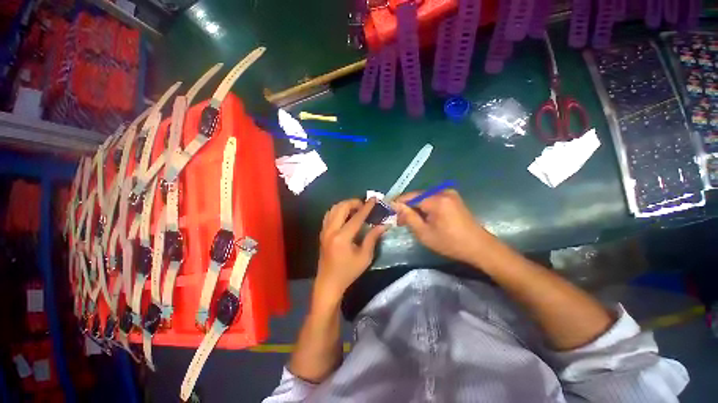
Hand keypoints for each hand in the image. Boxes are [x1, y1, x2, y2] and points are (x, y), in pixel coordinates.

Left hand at [315, 198, 386, 305]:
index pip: (356, 217)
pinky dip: (338, 210)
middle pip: (341, 207)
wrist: (328, 283)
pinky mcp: (322, 232)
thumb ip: (372, 238)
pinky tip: (345, 215)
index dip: (366, 207)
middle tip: (364, 205)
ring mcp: (324, 231)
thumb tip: (383, 225)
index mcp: (342, 238)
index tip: (373, 199)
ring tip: (356, 209)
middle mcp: (331, 231)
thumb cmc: (348, 272)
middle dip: (354, 202)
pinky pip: (329, 215)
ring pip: (333, 208)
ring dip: (345, 205)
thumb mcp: (364, 257)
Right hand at [392, 189, 494, 264]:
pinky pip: (433, 199)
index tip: (389, 211)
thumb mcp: (424, 233)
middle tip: (399, 220)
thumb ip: (408, 217)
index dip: (398, 203)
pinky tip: (422, 217)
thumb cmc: (450, 243)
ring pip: (424, 198)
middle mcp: (443, 192)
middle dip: (407, 207)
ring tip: (409, 221)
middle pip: (417, 196)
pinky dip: (425, 207)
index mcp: (436, 200)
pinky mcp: (453, 198)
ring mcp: (450, 194)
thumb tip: (395, 205)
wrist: (479, 247)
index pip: (410, 197)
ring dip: (415, 208)